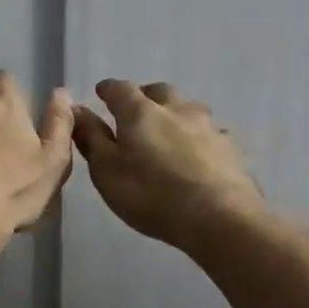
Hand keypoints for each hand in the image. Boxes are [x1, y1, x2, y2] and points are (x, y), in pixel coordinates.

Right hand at [73, 80, 264, 250]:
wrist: (219, 218)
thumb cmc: (150, 193)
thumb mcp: (107, 169)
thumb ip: (91, 137)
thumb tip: (76, 108)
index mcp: (141, 112)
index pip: (120, 89)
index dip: (108, 89)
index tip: (101, 92)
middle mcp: (177, 110)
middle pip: (160, 92)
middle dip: (146, 96)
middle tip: (136, 110)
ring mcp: (209, 128)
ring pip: (190, 110)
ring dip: (176, 115)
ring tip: (169, 133)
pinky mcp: (231, 150)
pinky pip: (211, 136)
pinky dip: (199, 140)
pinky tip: (198, 156)